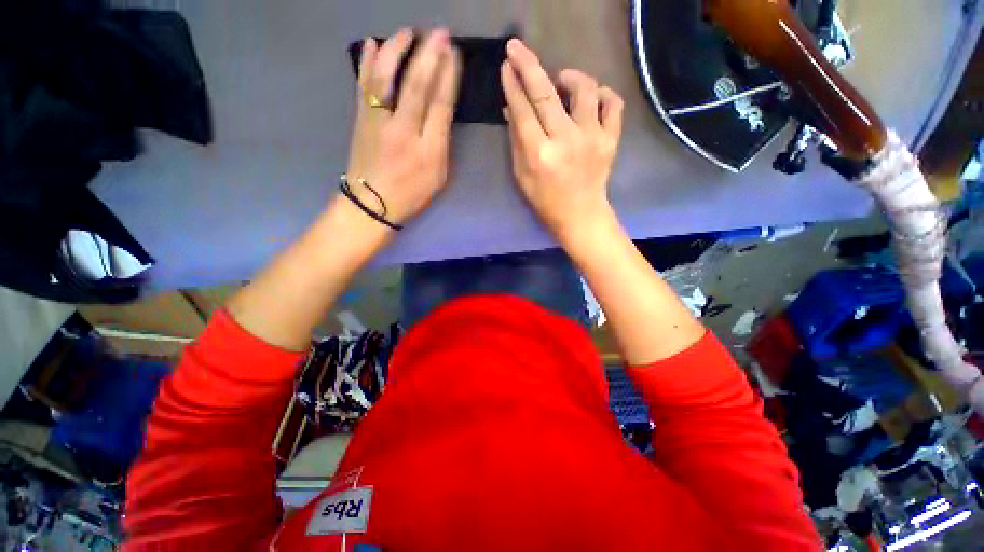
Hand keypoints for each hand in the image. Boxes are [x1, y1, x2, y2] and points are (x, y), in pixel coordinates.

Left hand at [345, 28, 461, 226]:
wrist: (372, 204)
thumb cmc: (411, 194)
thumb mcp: (438, 176)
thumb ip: (441, 144)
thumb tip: (441, 111)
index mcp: (428, 149)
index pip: (440, 105)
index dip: (448, 77)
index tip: (454, 53)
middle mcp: (403, 131)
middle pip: (417, 86)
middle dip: (429, 55)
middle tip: (439, 32)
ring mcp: (378, 122)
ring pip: (386, 78)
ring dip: (397, 50)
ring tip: (407, 32)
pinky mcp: (361, 119)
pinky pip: (363, 84)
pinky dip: (366, 62)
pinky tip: (369, 43)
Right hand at [501, 39, 624, 243]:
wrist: (581, 216)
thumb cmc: (546, 201)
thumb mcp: (522, 176)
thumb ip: (517, 141)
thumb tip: (511, 109)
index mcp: (539, 154)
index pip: (523, 110)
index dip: (512, 85)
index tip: (506, 66)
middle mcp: (565, 140)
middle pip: (545, 93)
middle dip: (528, 66)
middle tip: (517, 48)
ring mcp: (591, 138)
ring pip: (584, 90)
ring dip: (570, 77)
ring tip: (562, 80)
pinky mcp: (611, 139)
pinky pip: (613, 104)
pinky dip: (603, 94)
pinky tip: (593, 97)